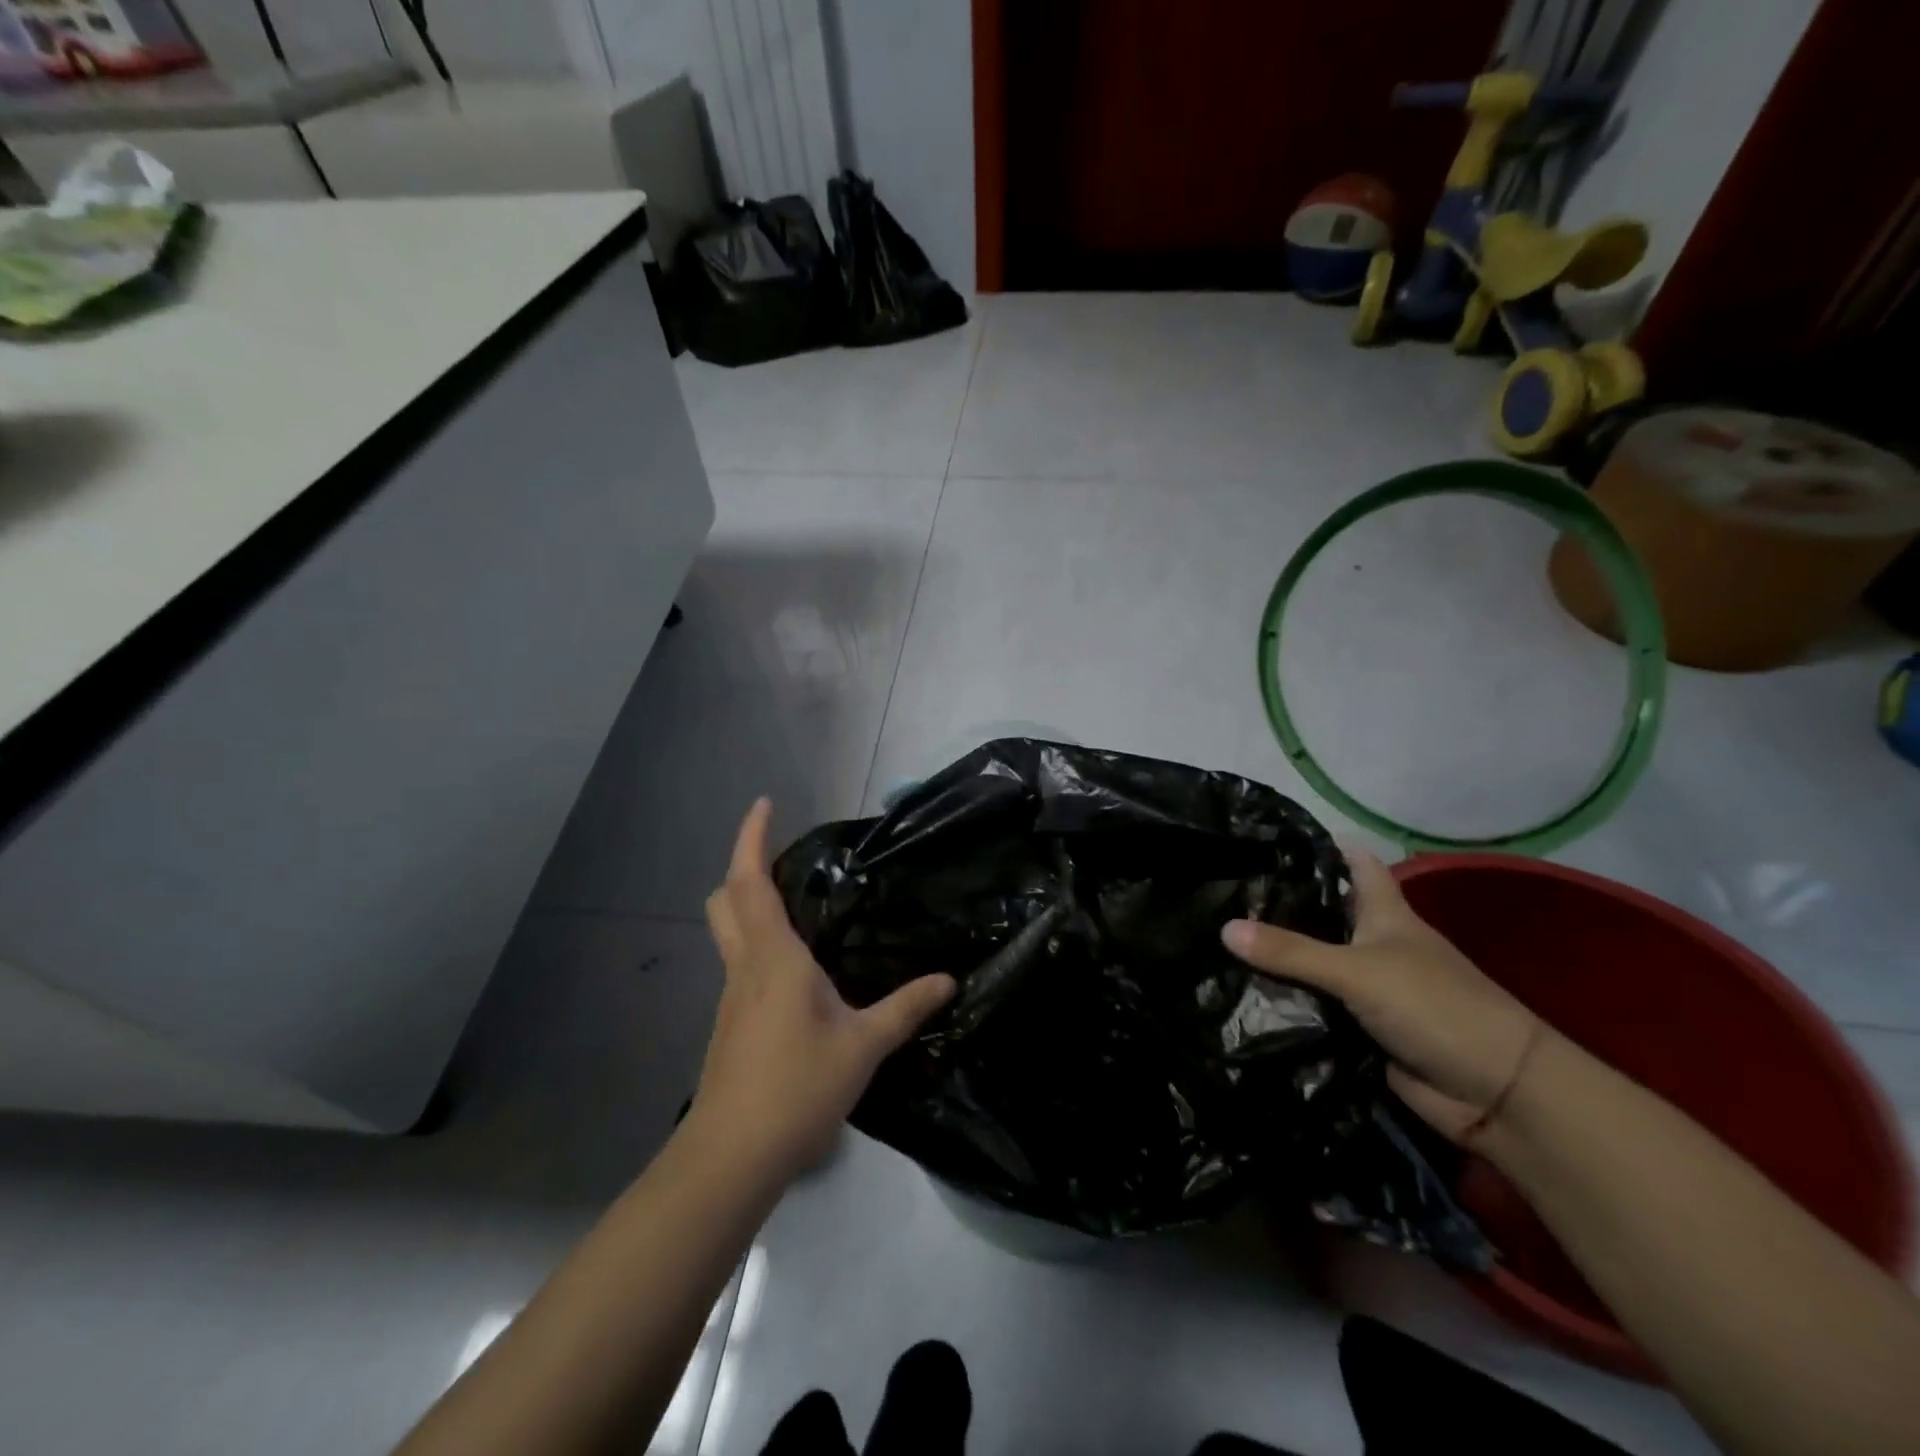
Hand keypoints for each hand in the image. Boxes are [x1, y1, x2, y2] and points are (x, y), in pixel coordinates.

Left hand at [693, 799, 955, 1180]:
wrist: (731, 1156)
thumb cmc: (796, 1087)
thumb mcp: (863, 1046)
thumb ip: (906, 1008)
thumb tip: (949, 979)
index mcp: (773, 957)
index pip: (751, 881)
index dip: (753, 837)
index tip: (765, 803)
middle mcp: (745, 967)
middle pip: (725, 900)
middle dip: (745, 867)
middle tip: (784, 858)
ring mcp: (732, 996)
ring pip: (730, 932)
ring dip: (751, 905)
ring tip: (800, 905)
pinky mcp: (731, 1023)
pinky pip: (742, 964)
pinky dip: (760, 944)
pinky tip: (797, 971)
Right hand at [1221, 848, 1539, 1142]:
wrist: (1494, 1092)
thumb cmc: (1435, 1006)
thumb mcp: (1357, 971)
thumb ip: (1291, 952)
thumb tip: (1223, 927)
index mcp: (1386, 914)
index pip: (1354, 863)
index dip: (1320, 845)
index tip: (1268, 836)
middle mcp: (1375, 944)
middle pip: (1324, 913)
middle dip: (1280, 903)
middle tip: (1223, 891)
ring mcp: (1369, 987)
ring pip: (1314, 962)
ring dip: (1277, 958)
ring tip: (1215, 937)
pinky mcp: (1361, 1027)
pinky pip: (1315, 1006)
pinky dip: (1286, 1001)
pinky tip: (1241, 993)